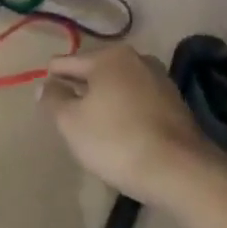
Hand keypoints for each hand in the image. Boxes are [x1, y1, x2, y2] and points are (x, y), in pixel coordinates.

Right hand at [41, 47, 211, 202]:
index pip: (67, 62)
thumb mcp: (72, 123)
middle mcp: (135, 58)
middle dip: (81, 89)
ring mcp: (160, 80)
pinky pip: (139, 101)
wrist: (181, 171)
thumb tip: (45, 85)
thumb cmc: (117, 141)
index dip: (52, 79)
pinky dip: (127, 112)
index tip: (45, 97)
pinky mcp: (176, 104)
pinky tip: (123, 134)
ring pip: (119, 86)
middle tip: (68, 114)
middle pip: (96, 72)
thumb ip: (54, 100)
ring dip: (106, 100)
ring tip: (95, 126)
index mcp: (108, 56)